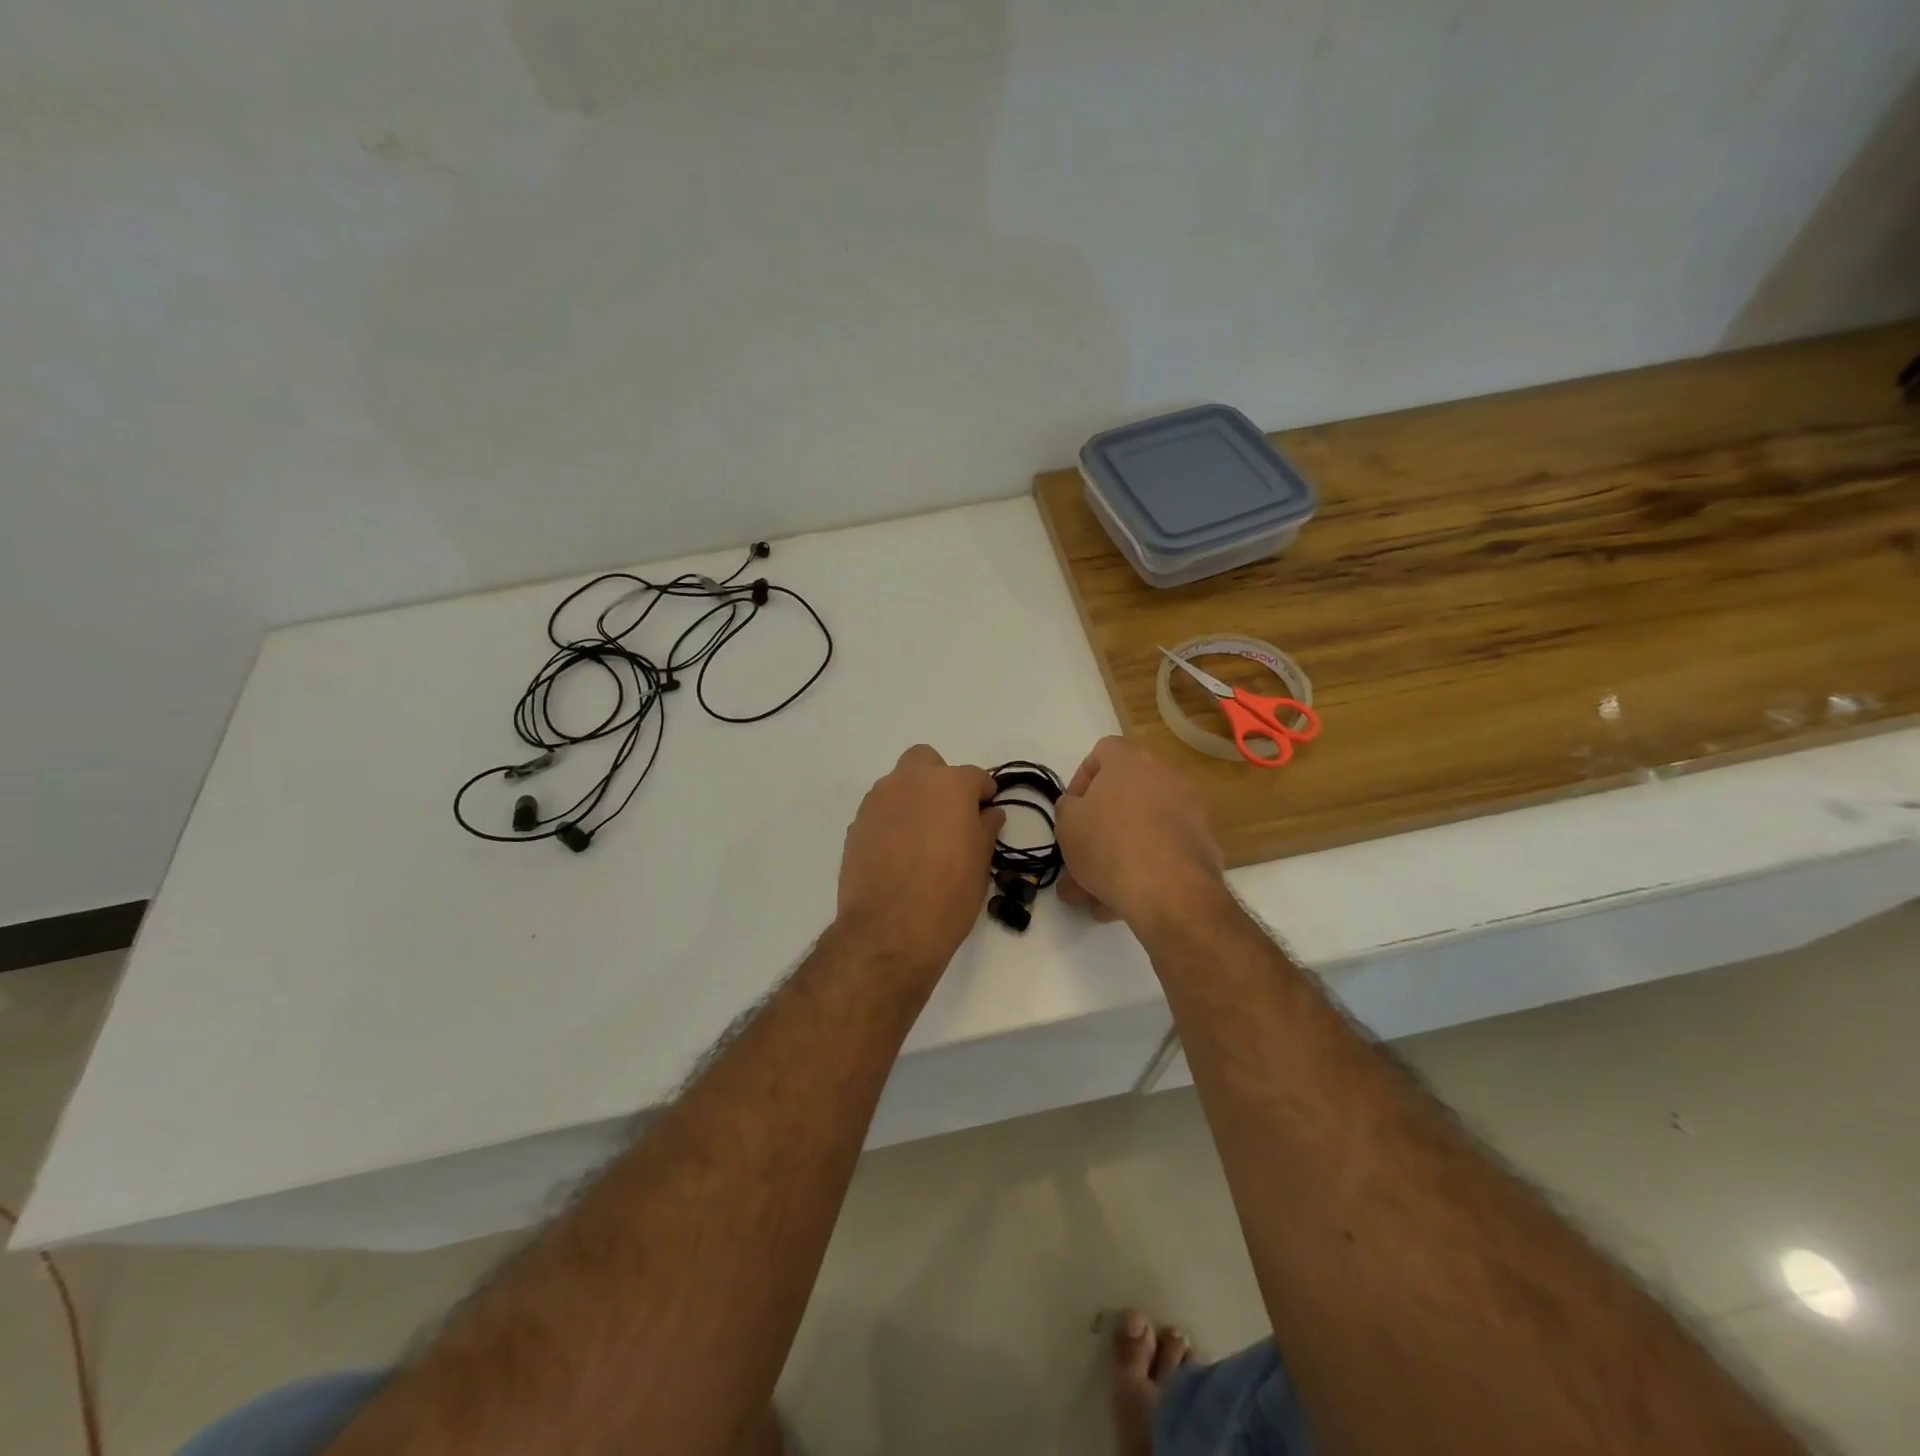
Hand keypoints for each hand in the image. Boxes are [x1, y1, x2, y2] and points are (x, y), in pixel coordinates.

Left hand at [837, 745, 1003, 970]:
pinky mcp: (856, 824)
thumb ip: (985, 828)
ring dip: (913, 800)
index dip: (984, 794)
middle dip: (939, 780)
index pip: (975, 776)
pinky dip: (891, 822)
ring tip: (922, 839)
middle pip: (926, 762)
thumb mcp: (981, 863)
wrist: (889, 930)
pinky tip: (898, 854)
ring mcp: (877, 801)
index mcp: (949, 785)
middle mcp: (910, 781)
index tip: (986, 813)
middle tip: (949, 815)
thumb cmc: (948, 894)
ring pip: (899, 785)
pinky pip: (880, 811)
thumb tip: (989, 813)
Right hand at [1055, 736, 1225, 931]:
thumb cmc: (1108, 844)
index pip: (1102, 752)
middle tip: (1079, 858)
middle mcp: (1165, 776)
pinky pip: (1161, 851)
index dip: (1081, 780)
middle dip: (1097, 830)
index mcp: (1130, 760)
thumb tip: (1078, 808)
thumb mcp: (1067, 823)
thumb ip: (1068, 807)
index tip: (1072, 811)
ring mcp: (1188, 810)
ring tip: (1093, 895)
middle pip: (1123, 797)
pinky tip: (1122, 901)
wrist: (1169, 890)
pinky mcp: (1201, 844)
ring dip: (1116, 857)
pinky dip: (1142, 869)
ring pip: (1140, 830)